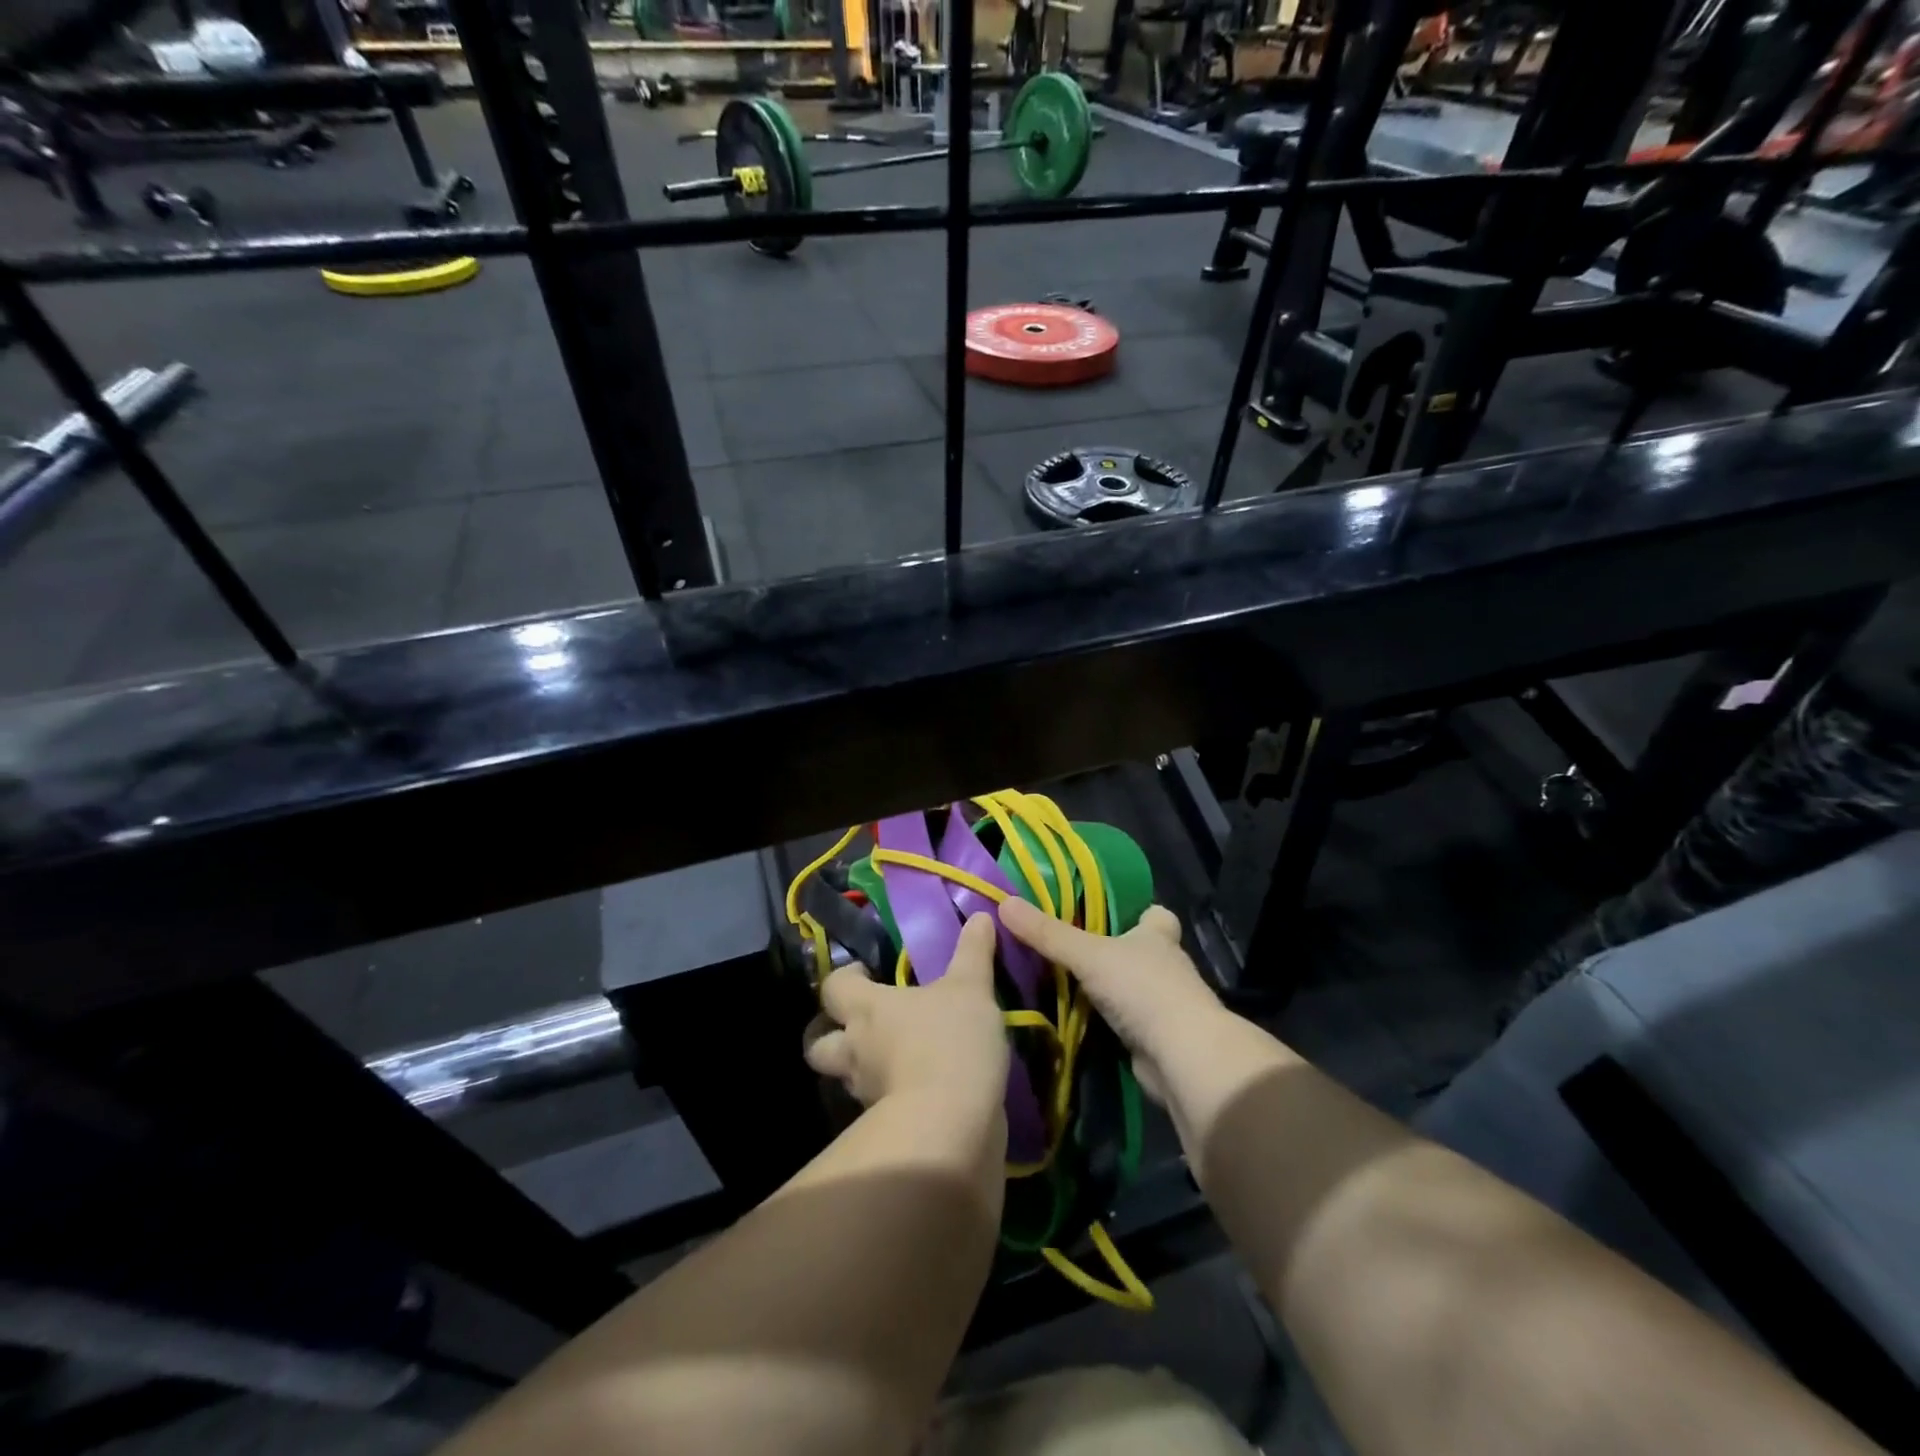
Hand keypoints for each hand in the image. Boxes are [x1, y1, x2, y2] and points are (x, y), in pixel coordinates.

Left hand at [805, 913, 1009, 1116]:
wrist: (951, 1124)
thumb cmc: (950, 1041)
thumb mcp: (971, 988)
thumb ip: (974, 952)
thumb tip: (981, 916)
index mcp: (868, 1010)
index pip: (833, 988)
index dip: (843, 979)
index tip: (864, 973)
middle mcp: (857, 1050)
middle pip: (819, 1044)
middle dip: (831, 1034)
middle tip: (862, 1025)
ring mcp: (867, 1093)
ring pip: (847, 1077)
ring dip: (861, 1068)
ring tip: (893, 1058)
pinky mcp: (886, 1126)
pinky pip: (878, 1106)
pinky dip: (890, 1097)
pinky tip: (919, 1089)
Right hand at [998, 898, 1229, 1102]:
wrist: (1181, 1056)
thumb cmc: (1142, 989)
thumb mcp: (1087, 955)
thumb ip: (1047, 933)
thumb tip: (1003, 902)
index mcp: (1157, 936)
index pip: (1156, 915)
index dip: (1138, 912)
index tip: (1109, 914)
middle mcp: (1166, 965)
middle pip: (1140, 951)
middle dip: (1113, 951)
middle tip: (1069, 948)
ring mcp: (1164, 1003)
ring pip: (1132, 987)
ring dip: (1108, 988)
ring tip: (1063, 982)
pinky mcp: (1156, 1037)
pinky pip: (1126, 1021)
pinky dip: (1108, 1021)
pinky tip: (1078, 1020)